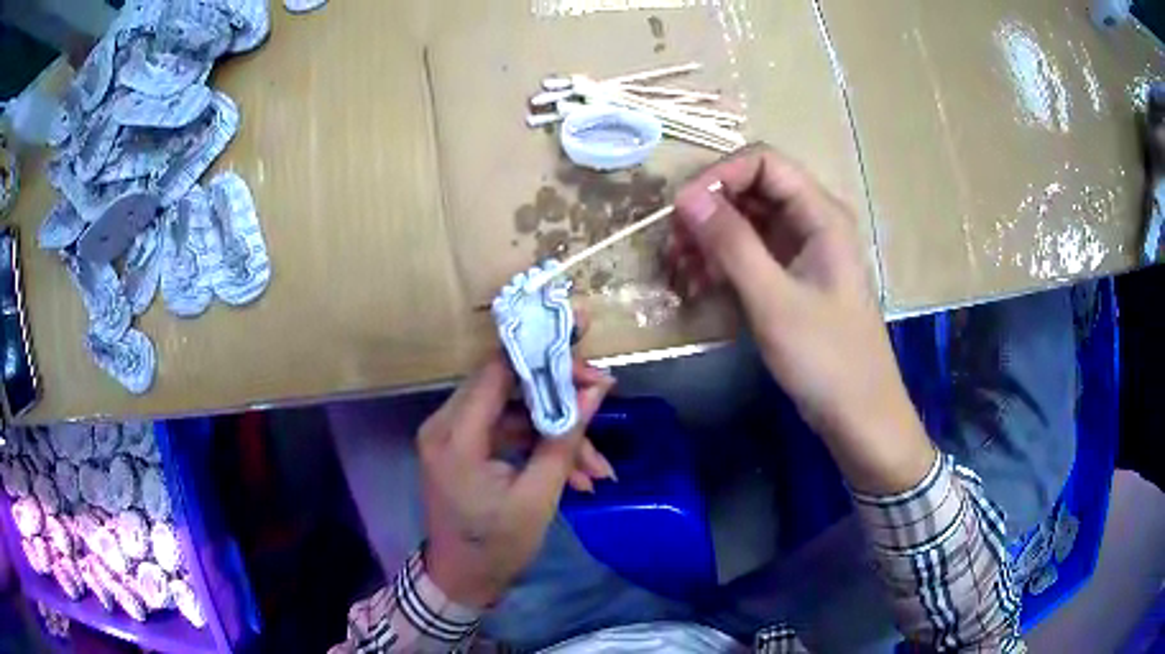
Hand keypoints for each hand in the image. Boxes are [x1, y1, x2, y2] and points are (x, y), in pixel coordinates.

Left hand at [419, 354, 615, 607]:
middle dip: (559, 396)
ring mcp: (452, 435)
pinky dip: (540, 446)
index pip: (498, 370)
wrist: (462, 580)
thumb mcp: (538, 496)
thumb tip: (597, 389)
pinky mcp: (464, 448)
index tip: (586, 358)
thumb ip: (565, 437)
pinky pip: (507, 432)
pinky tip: (577, 475)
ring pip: (514, 412)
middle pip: (507, 385)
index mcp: (455, 435)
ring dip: (556, 432)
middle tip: (600, 401)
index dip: (543, 355)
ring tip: (597, 468)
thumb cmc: (496, 546)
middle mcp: (445, 424)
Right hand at [669, 144, 932, 493]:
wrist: (859, 416)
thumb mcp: (774, 300)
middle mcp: (811, 222)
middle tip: (672, 246)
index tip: (681, 210)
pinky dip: (721, 264)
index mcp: (820, 214)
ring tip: (679, 271)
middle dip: (708, 211)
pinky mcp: (792, 279)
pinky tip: (698, 287)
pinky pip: (750, 255)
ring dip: (709, 240)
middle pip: (751, 190)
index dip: (719, 176)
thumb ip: (732, 244)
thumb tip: (685, 198)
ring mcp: (802, 251)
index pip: (763, 162)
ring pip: (746, 223)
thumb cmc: (827, 358)